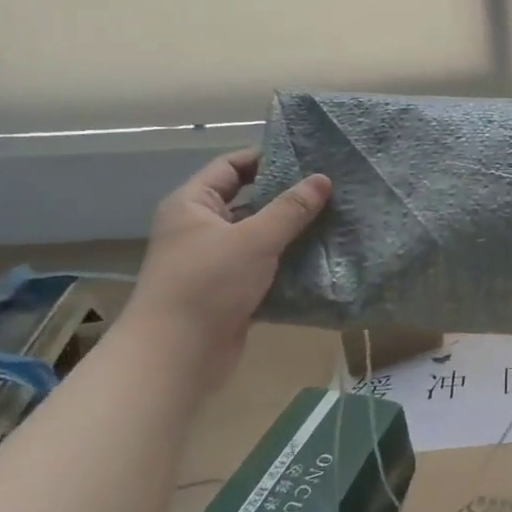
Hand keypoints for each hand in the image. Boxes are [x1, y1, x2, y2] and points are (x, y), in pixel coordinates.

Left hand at [120, 150, 330, 388]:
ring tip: (334, 219)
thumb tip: (323, 179)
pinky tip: (320, 257)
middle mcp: (199, 228)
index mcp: (193, 205)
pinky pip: (263, 266)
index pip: (231, 167)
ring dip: (291, 231)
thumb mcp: (254, 239)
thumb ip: (291, 209)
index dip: (266, 158)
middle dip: (286, 196)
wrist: (177, 354)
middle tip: (329, 189)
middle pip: (248, 201)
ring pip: (258, 236)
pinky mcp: (229, 290)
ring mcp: (214, 261)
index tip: (308, 157)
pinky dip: (287, 262)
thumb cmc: (208, 284)